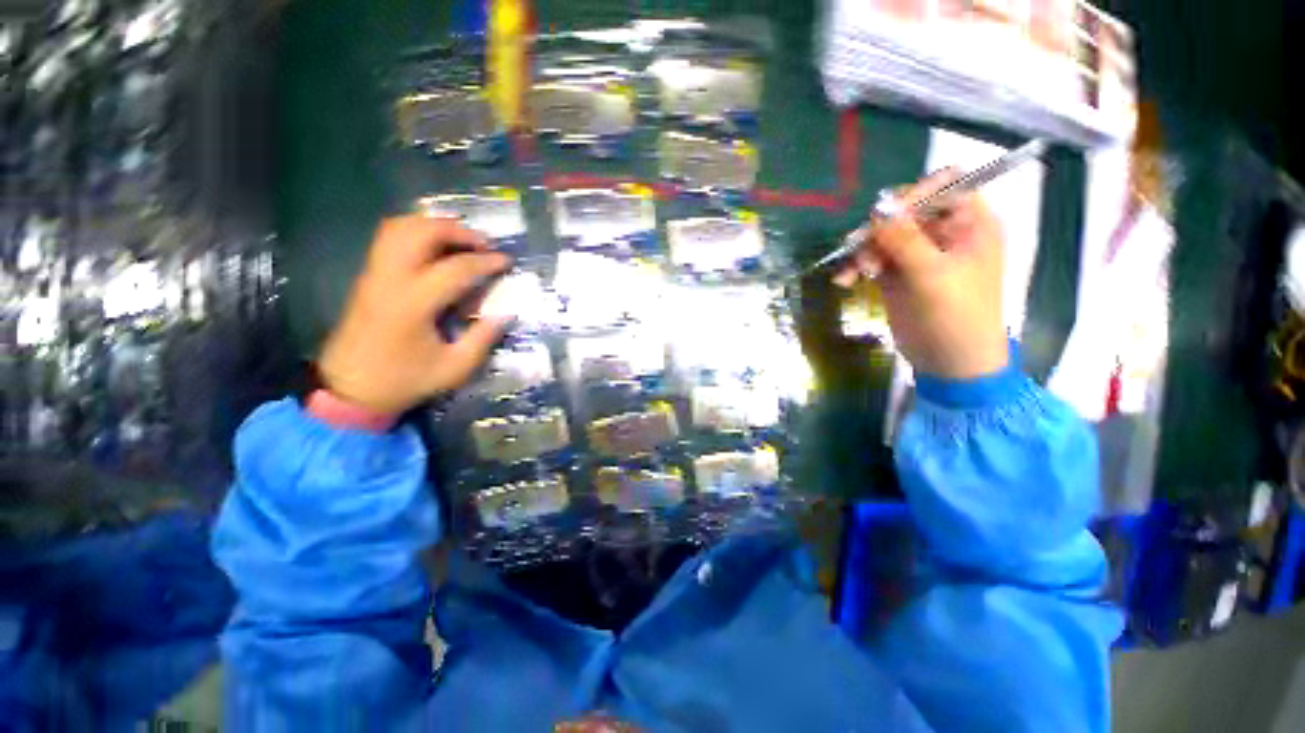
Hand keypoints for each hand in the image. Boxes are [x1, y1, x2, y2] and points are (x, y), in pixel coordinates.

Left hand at [318, 216, 511, 414]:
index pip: (455, 268)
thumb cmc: (405, 380)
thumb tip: (506, 313)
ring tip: (460, 241)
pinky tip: (435, 249)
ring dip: (434, 226)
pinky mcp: (367, 277)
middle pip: (421, 232)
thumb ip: (483, 338)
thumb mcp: (455, 368)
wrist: (350, 390)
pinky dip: (416, 232)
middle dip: (457, 231)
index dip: (486, 261)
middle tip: (483, 245)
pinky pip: (389, 239)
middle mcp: (390, 279)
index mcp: (413, 304)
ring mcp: (373, 274)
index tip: (508, 262)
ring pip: (399, 227)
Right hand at [835, 170, 1007, 379]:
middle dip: (880, 229)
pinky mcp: (897, 274)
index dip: (915, 194)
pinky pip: (872, 259)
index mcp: (969, 224)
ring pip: (883, 236)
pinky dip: (857, 266)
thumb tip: (878, 206)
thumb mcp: (933, 276)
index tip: (885, 216)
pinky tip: (845, 280)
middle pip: (906, 211)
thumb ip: (906, 239)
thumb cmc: (955, 317)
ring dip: (863, 250)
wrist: (949, 362)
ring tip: (854, 273)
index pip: (944, 186)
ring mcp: (918, 254)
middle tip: (860, 248)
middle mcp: (943, 233)